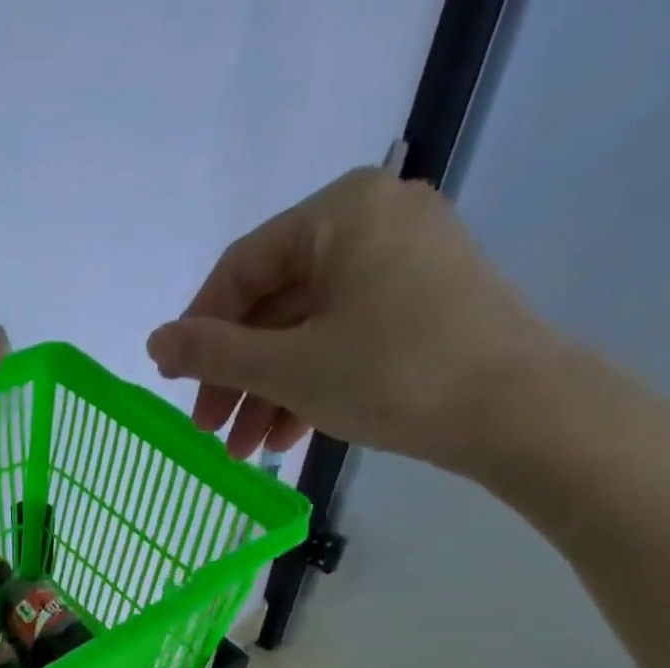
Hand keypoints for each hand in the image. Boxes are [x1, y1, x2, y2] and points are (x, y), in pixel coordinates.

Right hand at [147, 168, 561, 472]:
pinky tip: (289, 437)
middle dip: (237, 376)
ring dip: (269, 392)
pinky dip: (311, 385)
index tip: (175, 386)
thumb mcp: (289, 367)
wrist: (515, 409)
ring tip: (246, 452)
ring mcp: (404, 263)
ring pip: (309, 329)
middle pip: (275, 303)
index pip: (242, 269)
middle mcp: (372, 221)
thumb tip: (154, 342)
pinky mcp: (423, 304)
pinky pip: (345, 337)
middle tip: (210, 431)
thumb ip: (215, 353)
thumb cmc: (391, 375)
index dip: (199, 331)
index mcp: (338, 213)